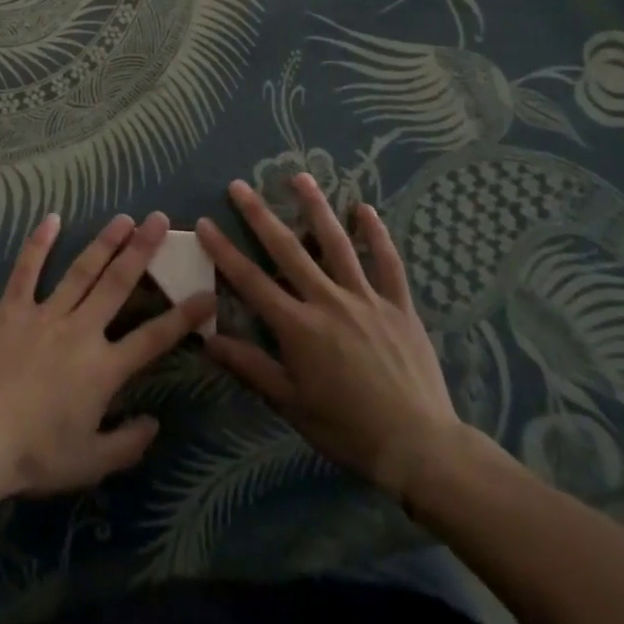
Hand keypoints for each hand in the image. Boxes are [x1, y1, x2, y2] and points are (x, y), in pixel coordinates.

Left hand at [0, 211, 213, 504]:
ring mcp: (45, 315)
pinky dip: (38, 244)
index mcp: (104, 368)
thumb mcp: (89, 463)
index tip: (207, 293)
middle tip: (160, 220)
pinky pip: (27, 271)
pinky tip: (51, 218)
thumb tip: (155, 424)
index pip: (154, 338)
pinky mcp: (12, 309)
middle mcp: (81, 330)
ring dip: (105, 242)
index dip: (184, 316)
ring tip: (124, 218)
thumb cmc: (34, 455)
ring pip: (82, 270)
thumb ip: (127, 444)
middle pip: (118, 284)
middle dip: (143, 251)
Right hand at [196, 175, 481, 508]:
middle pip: (288, 249)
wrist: (419, 447)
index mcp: (298, 327)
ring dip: (316, 207)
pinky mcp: (398, 305)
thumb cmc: (347, 429)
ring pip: (337, 243)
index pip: (250, 281)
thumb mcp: (291, 403)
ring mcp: (366, 298)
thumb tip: (208, 337)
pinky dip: (376, 234)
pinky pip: (387, 262)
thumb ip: (250, 367)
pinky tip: (365, 209)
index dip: (224, 251)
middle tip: (239, 186)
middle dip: (259, 215)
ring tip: (300, 177)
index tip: (204, 223)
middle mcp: (328, 301)